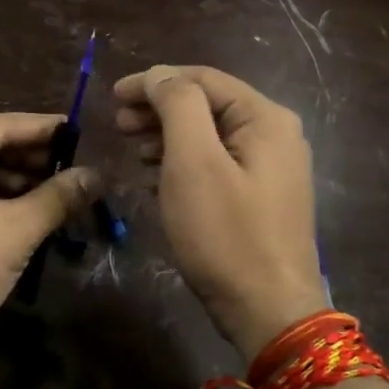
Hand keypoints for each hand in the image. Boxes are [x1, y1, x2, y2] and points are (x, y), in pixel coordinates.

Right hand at [113, 65, 325, 358]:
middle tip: (119, 125)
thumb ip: (177, 106)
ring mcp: (270, 168)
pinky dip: (182, 162)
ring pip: (208, 135)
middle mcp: (275, 134)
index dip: (153, 81)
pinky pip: (215, 163)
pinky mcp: (260, 197)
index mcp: (265, 118)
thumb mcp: (194, 162)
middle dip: (158, 109)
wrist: (268, 311)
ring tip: (133, 151)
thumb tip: (160, 76)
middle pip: (207, 105)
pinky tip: (156, 177)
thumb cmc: (225, 233)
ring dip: (167, 136)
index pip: (202, 79)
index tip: (112, 95)